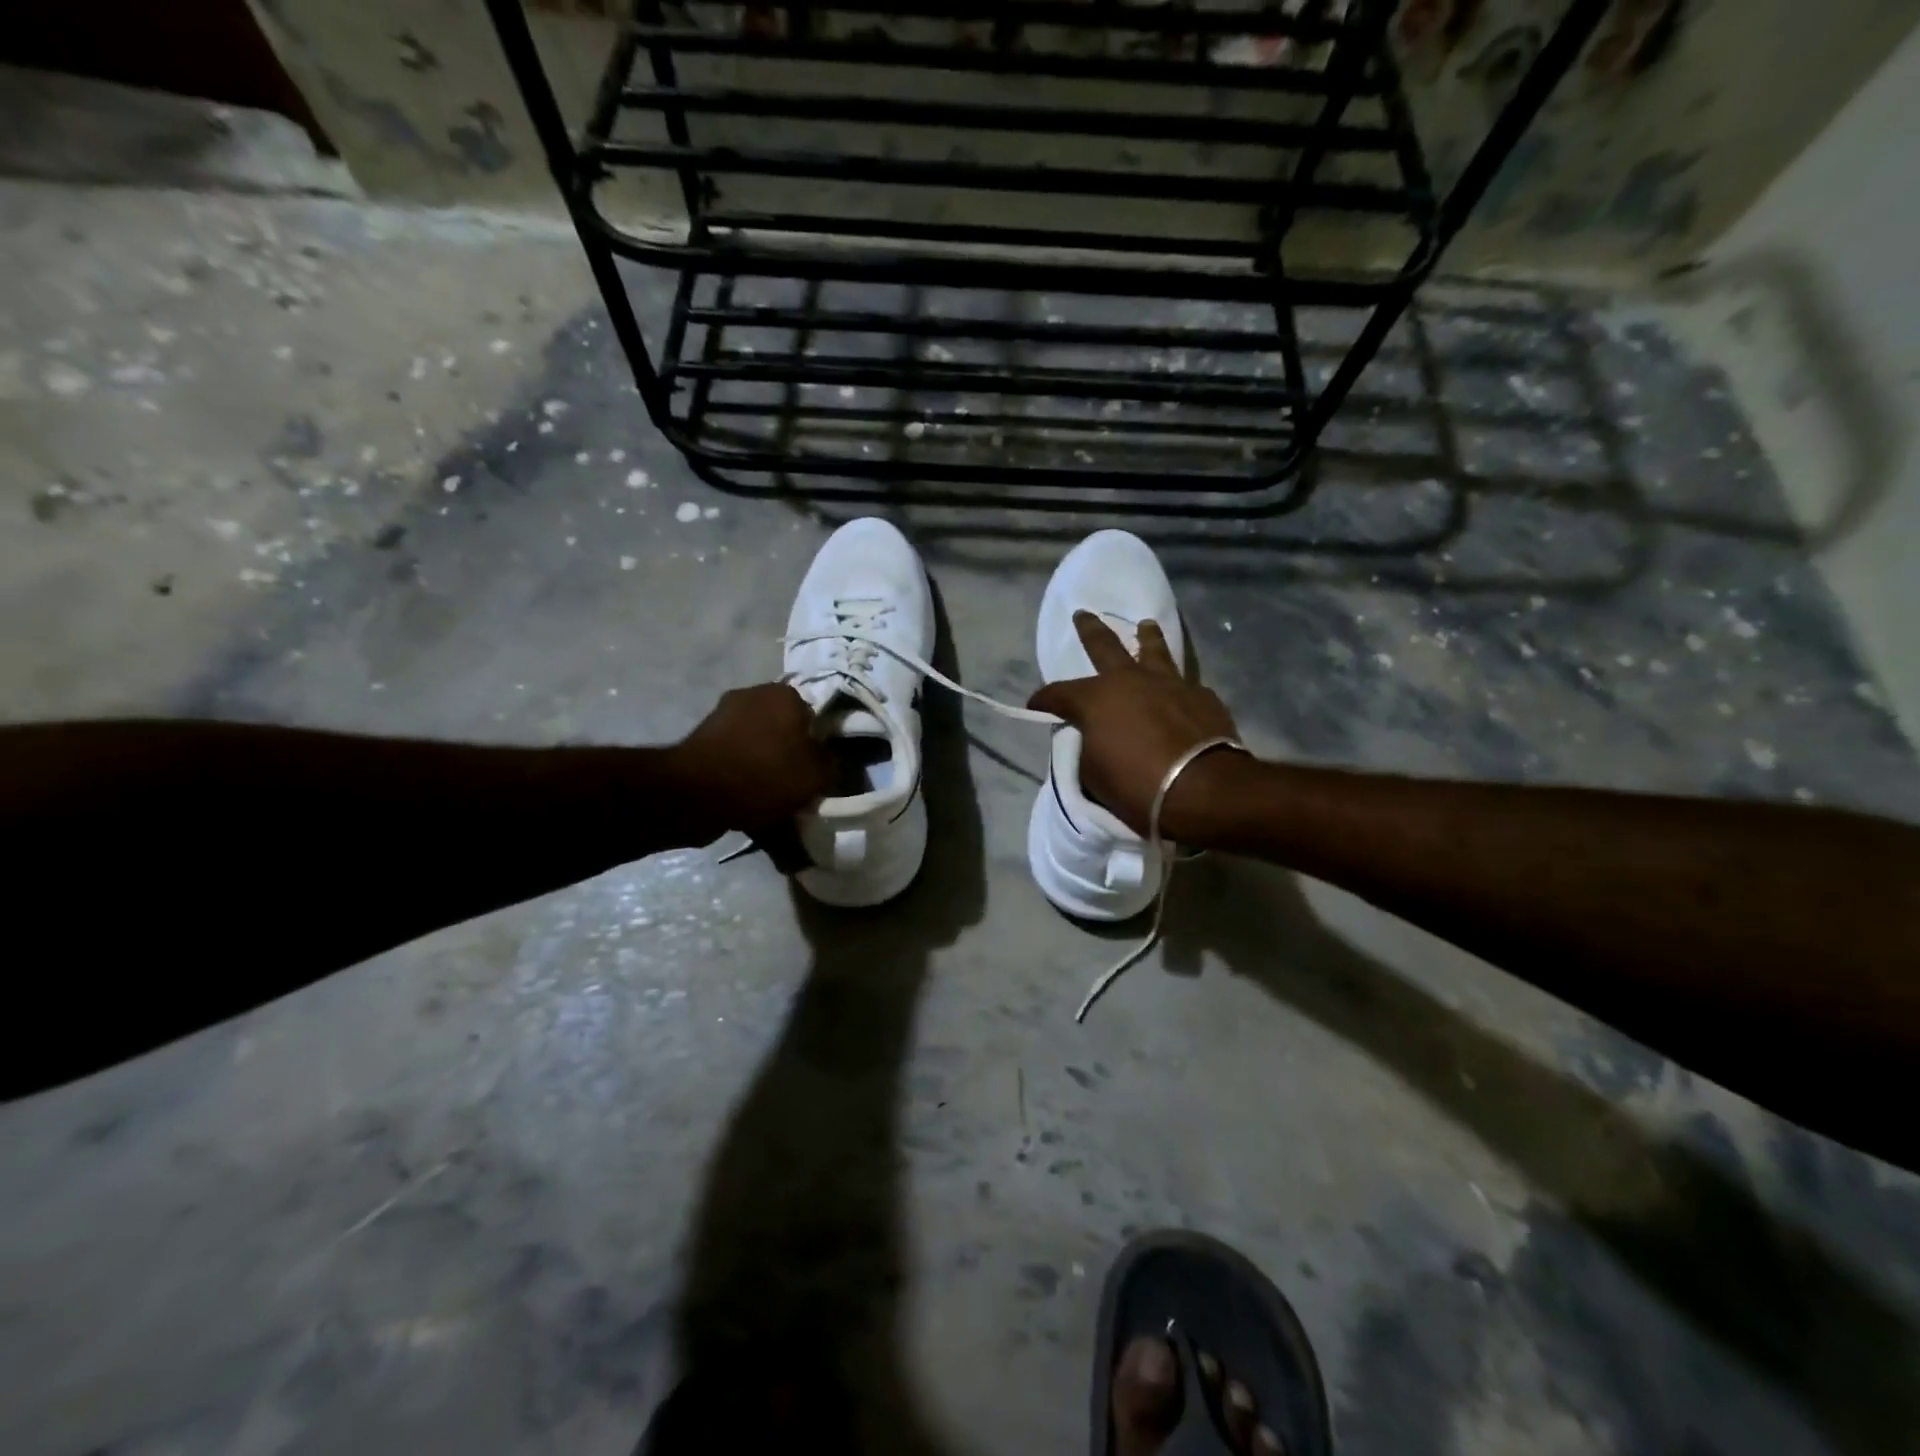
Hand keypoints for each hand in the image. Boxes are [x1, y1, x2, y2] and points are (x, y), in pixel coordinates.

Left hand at [669, 682, 834, 840]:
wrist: (697, 794)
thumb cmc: (765, 775)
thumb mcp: (817, 775)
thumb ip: (831, 763)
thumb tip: (829, 760)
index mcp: (785, 694)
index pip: (815, 715)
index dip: (820, 743)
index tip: (820, 769)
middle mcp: (753, 695)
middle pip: (785, 729)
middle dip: (791, 754)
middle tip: (799, 785)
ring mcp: (722, 715)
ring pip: (759, 744)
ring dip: (766, 765)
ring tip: (774, 800)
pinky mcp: (702, 740)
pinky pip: (736, 759)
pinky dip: (743, 775)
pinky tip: (749, 801)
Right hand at [1027, 612, 1244, 843]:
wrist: (1201, 790)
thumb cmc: (1136, 785)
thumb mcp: (1092, 774)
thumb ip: (1087, 747)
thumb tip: (1092, 737)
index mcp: (1096, 698)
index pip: (1058, 693)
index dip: (1043, 700)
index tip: (1034, 706)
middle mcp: (1130, 680)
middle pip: (1105, 646)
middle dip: (1090, 630)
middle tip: (1083, 614)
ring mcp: (1170, 683)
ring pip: (1154, 650)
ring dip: (1147, 637)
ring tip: (1145, 625)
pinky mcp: (1201, 696)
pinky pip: (1184, 683)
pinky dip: (1176, 685)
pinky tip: (1179, 689)